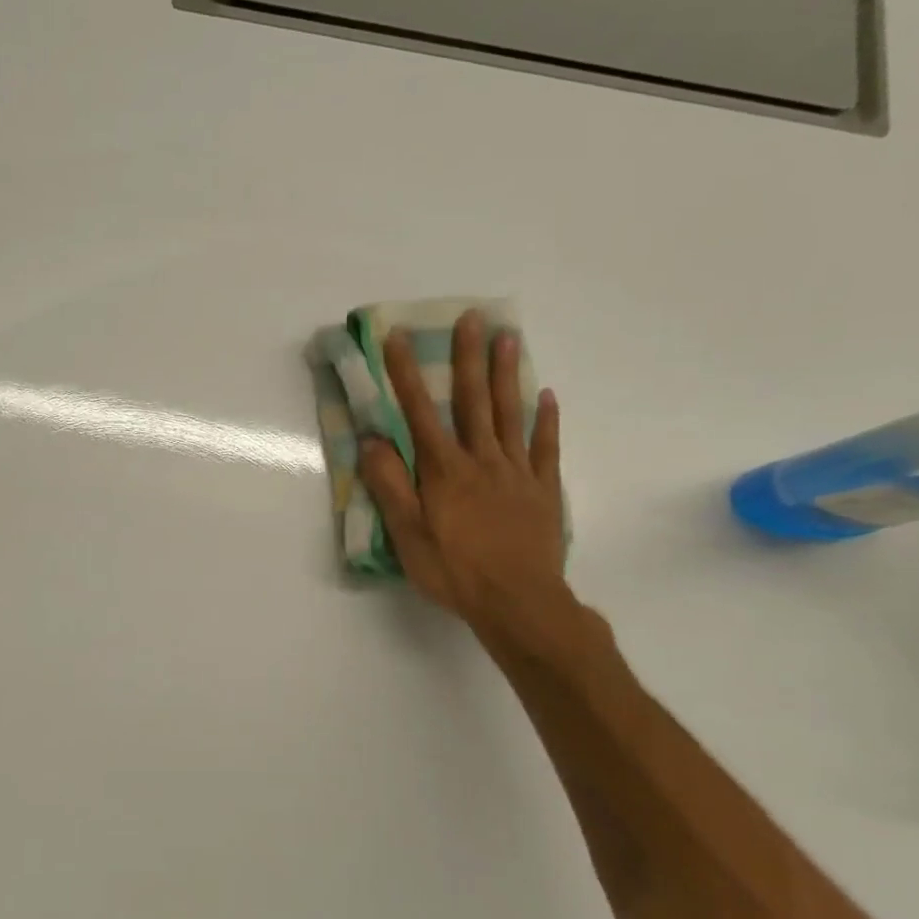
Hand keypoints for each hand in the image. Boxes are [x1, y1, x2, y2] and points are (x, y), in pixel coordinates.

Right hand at [359, 312, 573, 653]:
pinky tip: (546, 396)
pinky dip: (545, 420)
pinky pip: (545, 447)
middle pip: (472, 401)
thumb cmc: (454, 570)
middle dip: (467, 358)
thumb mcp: (408, 534)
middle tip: (472, 317)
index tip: (397, 338)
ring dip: (506, 375)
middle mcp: (481, 460)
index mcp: (444, 471)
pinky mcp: (543, 489)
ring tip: (509, 337)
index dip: (406, 375)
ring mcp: (517, 472)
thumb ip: (390, 485)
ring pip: (510, 414)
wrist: (518, 601)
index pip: (420, 413)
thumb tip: (372, 441)